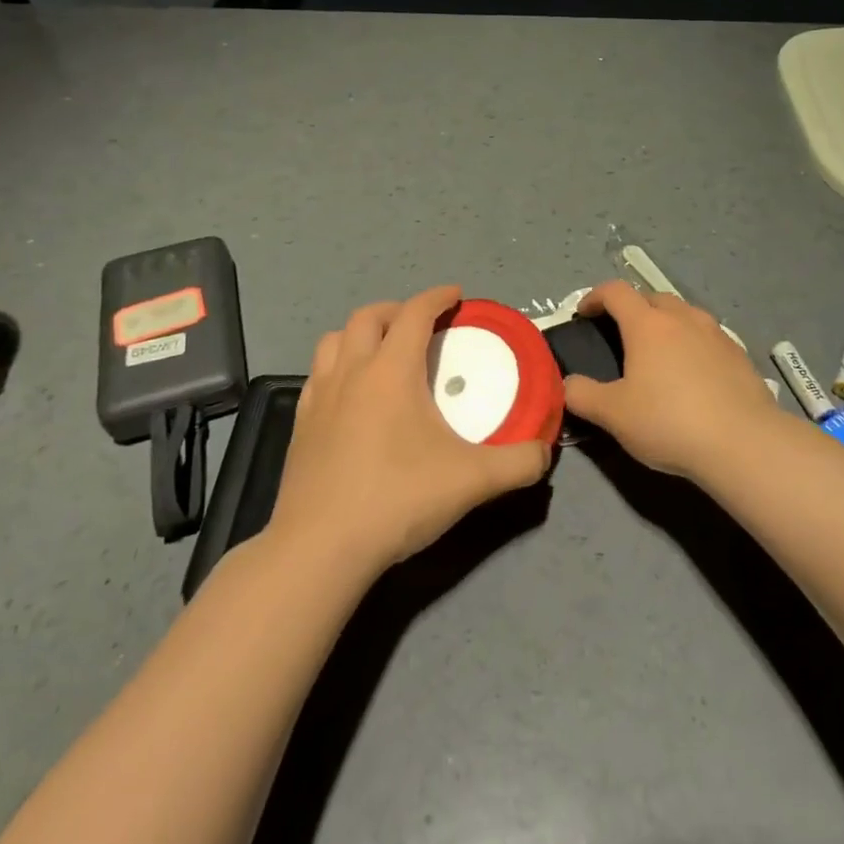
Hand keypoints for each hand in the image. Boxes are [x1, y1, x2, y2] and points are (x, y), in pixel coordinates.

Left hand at [269, 285, 551, 573]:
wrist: (320, 548)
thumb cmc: (398, 499)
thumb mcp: (472, 481)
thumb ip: (518, 462)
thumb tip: (544, 453)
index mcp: (391, 371)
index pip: (415, 313)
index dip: (437, 297)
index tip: (456, 295)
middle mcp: (351, 372)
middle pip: (368, 316)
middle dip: (398, 309)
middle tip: (422, 324)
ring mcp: (318, 397)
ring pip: (333, 340)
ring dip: (361, 333)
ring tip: (383, 351)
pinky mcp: (299, 425)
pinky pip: (317, 374)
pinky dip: (338, 366)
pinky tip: (352, 395)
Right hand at [562, 280, 781, 479]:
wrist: (742, 442)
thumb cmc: (669, 421)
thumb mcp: (613, 415)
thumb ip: (582, 395)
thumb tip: (566, 384)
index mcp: (647, 324)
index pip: (616, 291)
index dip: (595, 297)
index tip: (584, 314)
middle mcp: (683, 318)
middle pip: (653, 298)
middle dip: (633, 309)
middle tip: (622, 335)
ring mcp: (716, 333)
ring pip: (685, 314)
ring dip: (667, 324)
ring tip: (659, 354)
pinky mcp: (739, 355)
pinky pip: (708, 337)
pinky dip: (693, 345)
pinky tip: (693, 375)